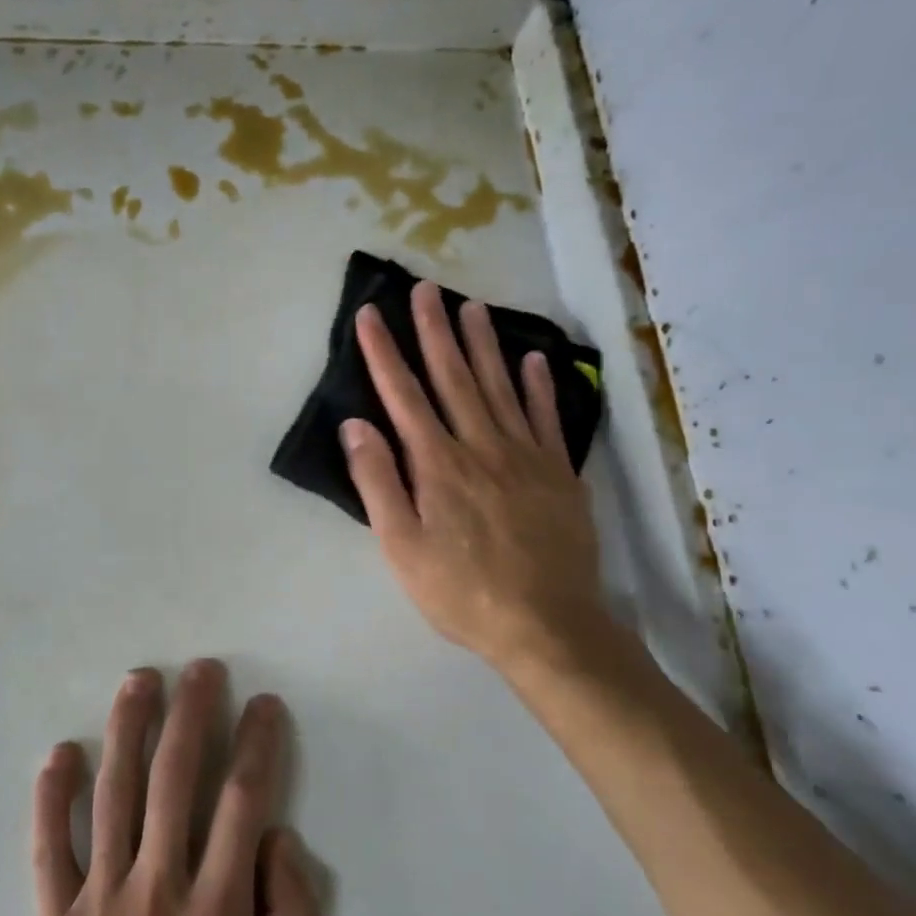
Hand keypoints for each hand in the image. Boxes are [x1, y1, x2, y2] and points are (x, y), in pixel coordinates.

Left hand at [28, 660, 320, 915]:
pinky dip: (51, 796)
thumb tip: (278, 841)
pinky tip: (60, 752)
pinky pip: (47, 846)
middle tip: (202, 669)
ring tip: (140, 681)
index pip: (242, 803)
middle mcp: (157, 889)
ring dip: (127, 729)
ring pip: (113, 794)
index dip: (257, 745)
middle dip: (192, 714)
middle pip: (175, 779)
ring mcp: (98, 900)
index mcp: (216, 913)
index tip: (264, 705)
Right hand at [342, 281, 607, 676]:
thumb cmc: (461, 591)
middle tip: (425, 289)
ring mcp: (526, 456)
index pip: (403, 395)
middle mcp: (481, 446)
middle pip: (453, 377)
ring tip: (471, 307)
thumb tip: (356, 425)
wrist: (548, 626)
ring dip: (483, 344)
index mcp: (438, 464)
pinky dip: (539, 385)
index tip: (371, 315)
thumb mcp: (401, 547)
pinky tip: (533, 359)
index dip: (384, 353)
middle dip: (434, 331)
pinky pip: (547, 417)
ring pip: (500, 386)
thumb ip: (378, 482)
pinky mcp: (559, 473)